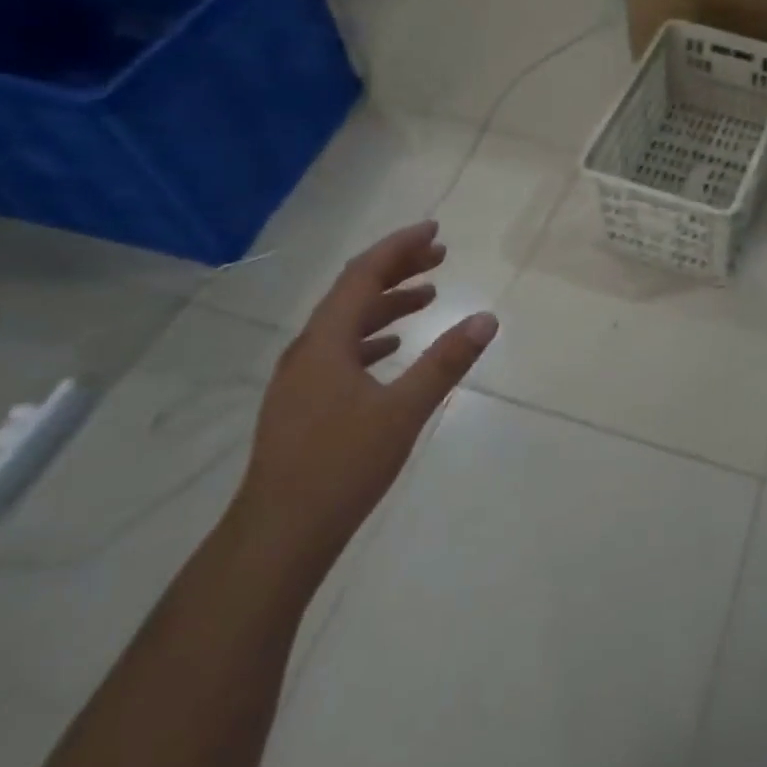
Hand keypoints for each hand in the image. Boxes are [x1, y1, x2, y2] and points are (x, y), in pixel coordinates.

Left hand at [229, 222, 497, 577]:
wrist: (278, 536)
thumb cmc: (341, 467)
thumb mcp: (404, 410)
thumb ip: (446, 361)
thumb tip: (487, 317)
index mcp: (325, 342)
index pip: (362, 275)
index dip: (398, 248)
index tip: (434, 230)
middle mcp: (307, 351)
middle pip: (353, 293)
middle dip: (397, 269)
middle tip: (440, 256)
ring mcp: (301, 379)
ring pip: (347, 323)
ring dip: (387, 303)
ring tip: (428, 295)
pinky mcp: (304, 404)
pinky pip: (341, 350)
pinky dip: (373, 337)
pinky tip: (394, 348)